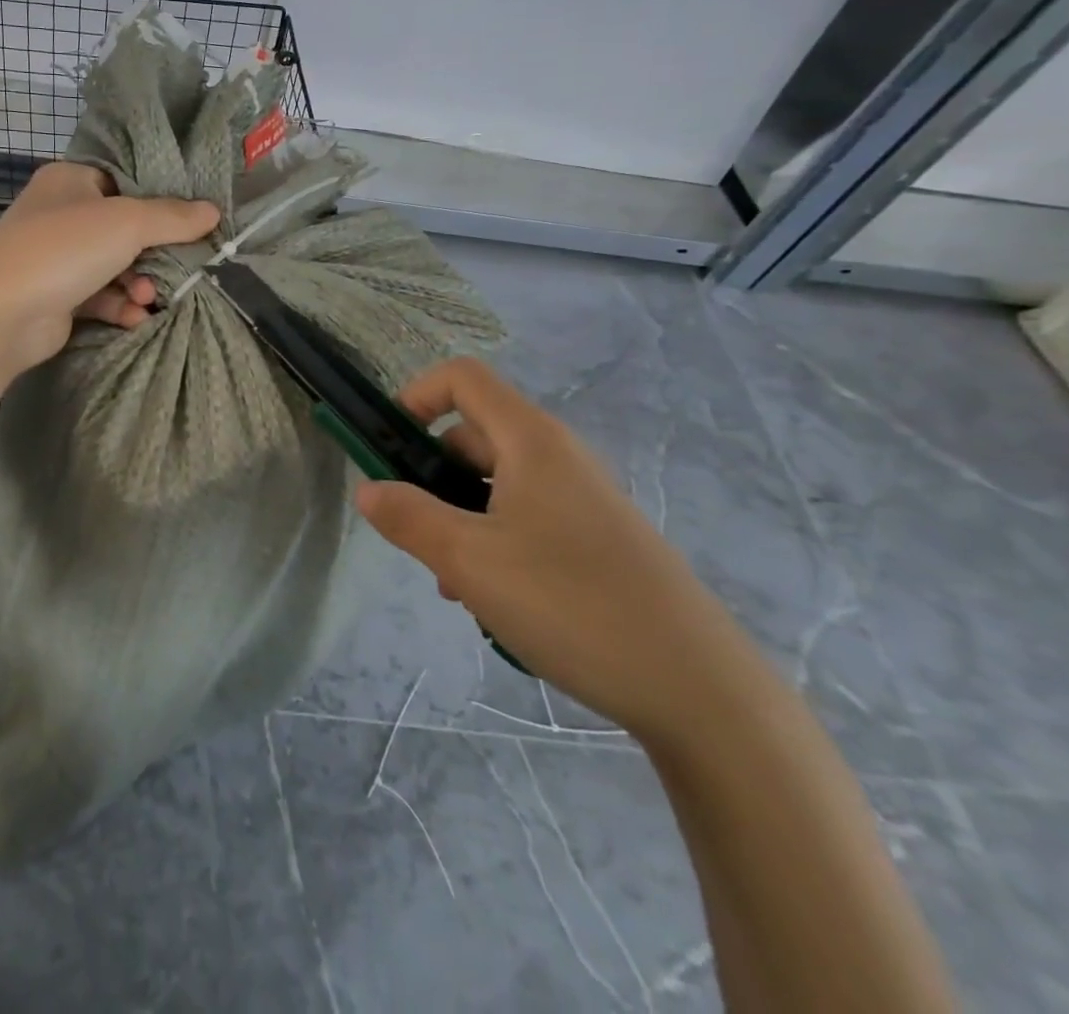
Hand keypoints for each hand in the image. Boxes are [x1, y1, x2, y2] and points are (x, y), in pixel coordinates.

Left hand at [0, 163, 217, 375]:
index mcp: (69, 180)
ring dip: (137, 283)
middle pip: (124, 227)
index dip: (161, 197)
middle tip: (180, 267)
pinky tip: (134, 318)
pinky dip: (119, 305)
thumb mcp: (125, 223)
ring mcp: (56, 257)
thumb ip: (171, 217)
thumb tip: (213, 211)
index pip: (124, 179)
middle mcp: (61, 213)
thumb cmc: (62, 250)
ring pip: (114, 265)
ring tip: (147, 298)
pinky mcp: (56, 296)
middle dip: (153, 252)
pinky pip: (100, 295)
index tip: (195, 217)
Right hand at [356, 358, 767, 744]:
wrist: (701, 690)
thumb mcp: (468, 560)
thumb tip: (367, 489)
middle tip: (419, 535)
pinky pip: (527, 519)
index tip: (389, 447)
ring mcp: (583, 499)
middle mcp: (559, 457)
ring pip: (497, 485)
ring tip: (455, 585)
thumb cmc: (572, 604)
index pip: (462, 378)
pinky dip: (495, 543)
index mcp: (531, 440)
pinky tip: (495, 603)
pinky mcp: (599, 540)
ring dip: (460, 519)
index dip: (416, 396)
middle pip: (474, 435)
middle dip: (432, 476)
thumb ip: (408, 517)